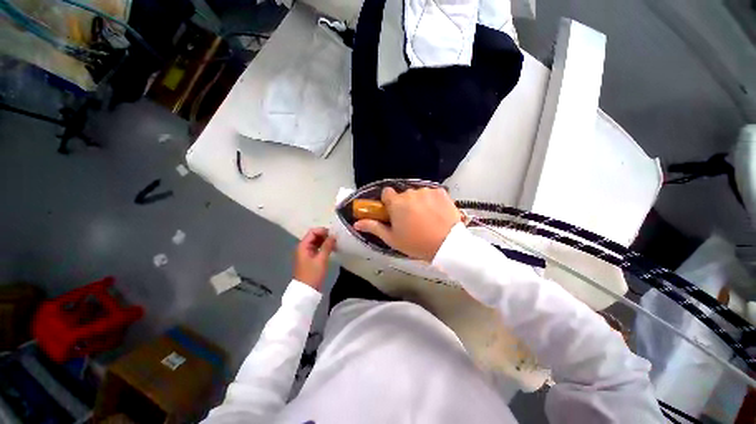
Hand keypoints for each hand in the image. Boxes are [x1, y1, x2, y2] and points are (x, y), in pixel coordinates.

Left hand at [294, 228, 335, 290]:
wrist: (306, 291)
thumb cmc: (313, 274)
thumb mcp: (321, 259)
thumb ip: (327, 246)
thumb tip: (333, 235)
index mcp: (303, 246)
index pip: (313, 232)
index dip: (323, 231)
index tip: (333, 234)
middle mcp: (303, 247)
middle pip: (314, 236)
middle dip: (325, 236)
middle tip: (336, 239)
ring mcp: (306, 253)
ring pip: (316, 242)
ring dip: (325, 241)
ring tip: (336, 244)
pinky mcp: (310, 258)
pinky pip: (317, 248)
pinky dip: (324, 247)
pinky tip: (332, 249)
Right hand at [354, 187, 460, 260]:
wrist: (447, 245)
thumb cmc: (416, 243)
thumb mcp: (392, 239)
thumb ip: (373, 227)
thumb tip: (356, 223)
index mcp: (396, 203)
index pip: (386, 193)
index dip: (388, 202)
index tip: (393, 212)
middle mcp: (410, 193)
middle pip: (403, 195)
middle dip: (404, 204)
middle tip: (411, 219)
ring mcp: (427, 191)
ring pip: (417, 193)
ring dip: (418, 202)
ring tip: (426, 217)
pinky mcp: (440, 192)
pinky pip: (431, 193)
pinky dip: (432, 200)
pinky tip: (436, 212)